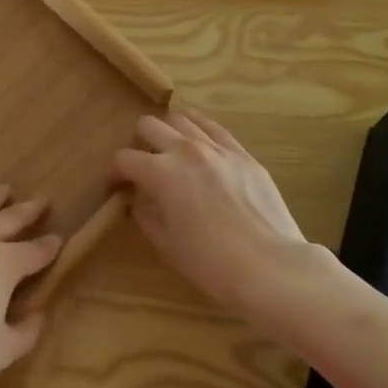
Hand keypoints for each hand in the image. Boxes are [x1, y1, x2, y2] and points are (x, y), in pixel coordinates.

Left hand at [0, 185, 61, 387]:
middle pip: (7, 220)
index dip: (49, 246)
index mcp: (3, 265)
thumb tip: (38, 315)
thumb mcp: (2, 353)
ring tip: (3, 190)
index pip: (34, 251)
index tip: (60, 238)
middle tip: (42, 198)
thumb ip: (25, 332)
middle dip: (28, 209)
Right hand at [112, 110, 316, 319]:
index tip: (116, 185)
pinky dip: (199, 127)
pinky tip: (197, 136)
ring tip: (171, 149)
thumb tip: (137, 200)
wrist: (271, 268)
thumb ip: (146, 216)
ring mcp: (217, 148)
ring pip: (182, 119)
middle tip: (142, 163)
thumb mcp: (168, 246)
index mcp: (161, 173)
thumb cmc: (212, 264)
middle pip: (149, 125)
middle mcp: (185, 150)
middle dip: (138, 142)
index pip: (125, 159)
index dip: (115, 171)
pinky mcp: (242, 153)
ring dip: (169, 131)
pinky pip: (214, 128)